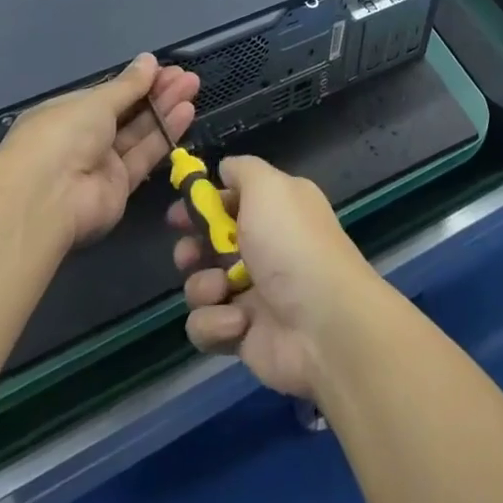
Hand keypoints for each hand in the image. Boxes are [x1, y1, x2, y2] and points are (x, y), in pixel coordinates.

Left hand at [1, 53, 198, 250]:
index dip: (136, 82)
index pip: (107, 95)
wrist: (48, 199)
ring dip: (165, 109)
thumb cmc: (63, 135)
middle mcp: (83, 139)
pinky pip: (144, 156)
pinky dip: (165, 135)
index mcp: (67, 114)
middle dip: (156, 92)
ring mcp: (101, 164)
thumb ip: (128, 84)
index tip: (164, 68)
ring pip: (139, 132)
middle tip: (186, 76)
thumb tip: (148, 60)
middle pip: (127, 112)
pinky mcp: (119, 187)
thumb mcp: (96, 101)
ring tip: (193, 87)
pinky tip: (186, 112)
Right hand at [170, 155, 383, 398]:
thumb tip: (225, 168)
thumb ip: (243, 170)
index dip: (204, 204)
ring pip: (201, 285)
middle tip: (189, 254)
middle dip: (192, 249)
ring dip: (203, 286)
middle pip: (210, 245)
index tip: (180, 212)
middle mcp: (266, 248)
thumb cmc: (291, 244)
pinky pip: (207, 326)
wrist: (323, 324)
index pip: (232, 201)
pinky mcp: (242, 334)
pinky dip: (216, 324)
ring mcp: (253, 293)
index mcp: (277, 210)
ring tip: (221, 288)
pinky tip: (239, 323)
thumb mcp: (268, 187)